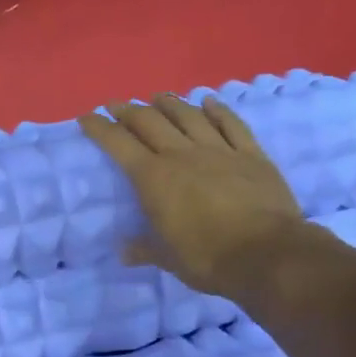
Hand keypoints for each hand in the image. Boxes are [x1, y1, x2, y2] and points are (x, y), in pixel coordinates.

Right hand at [79, 94, 305, 295]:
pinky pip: (232, 125)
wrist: (267, 255)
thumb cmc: (207, 258)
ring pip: (189, 116)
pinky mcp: (251, 155)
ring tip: (158, 97)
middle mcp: (182, 155)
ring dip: (170, 104)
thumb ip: (144, 249)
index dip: (100, 128)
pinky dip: (219, 111)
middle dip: (129, 110)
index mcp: (153, 178)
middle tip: (117, 105)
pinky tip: (209, 102)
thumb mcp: (168, 259)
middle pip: (150, 121)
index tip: (88, 117)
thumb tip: (123, 252)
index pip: (119, 144)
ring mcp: (219, 151)